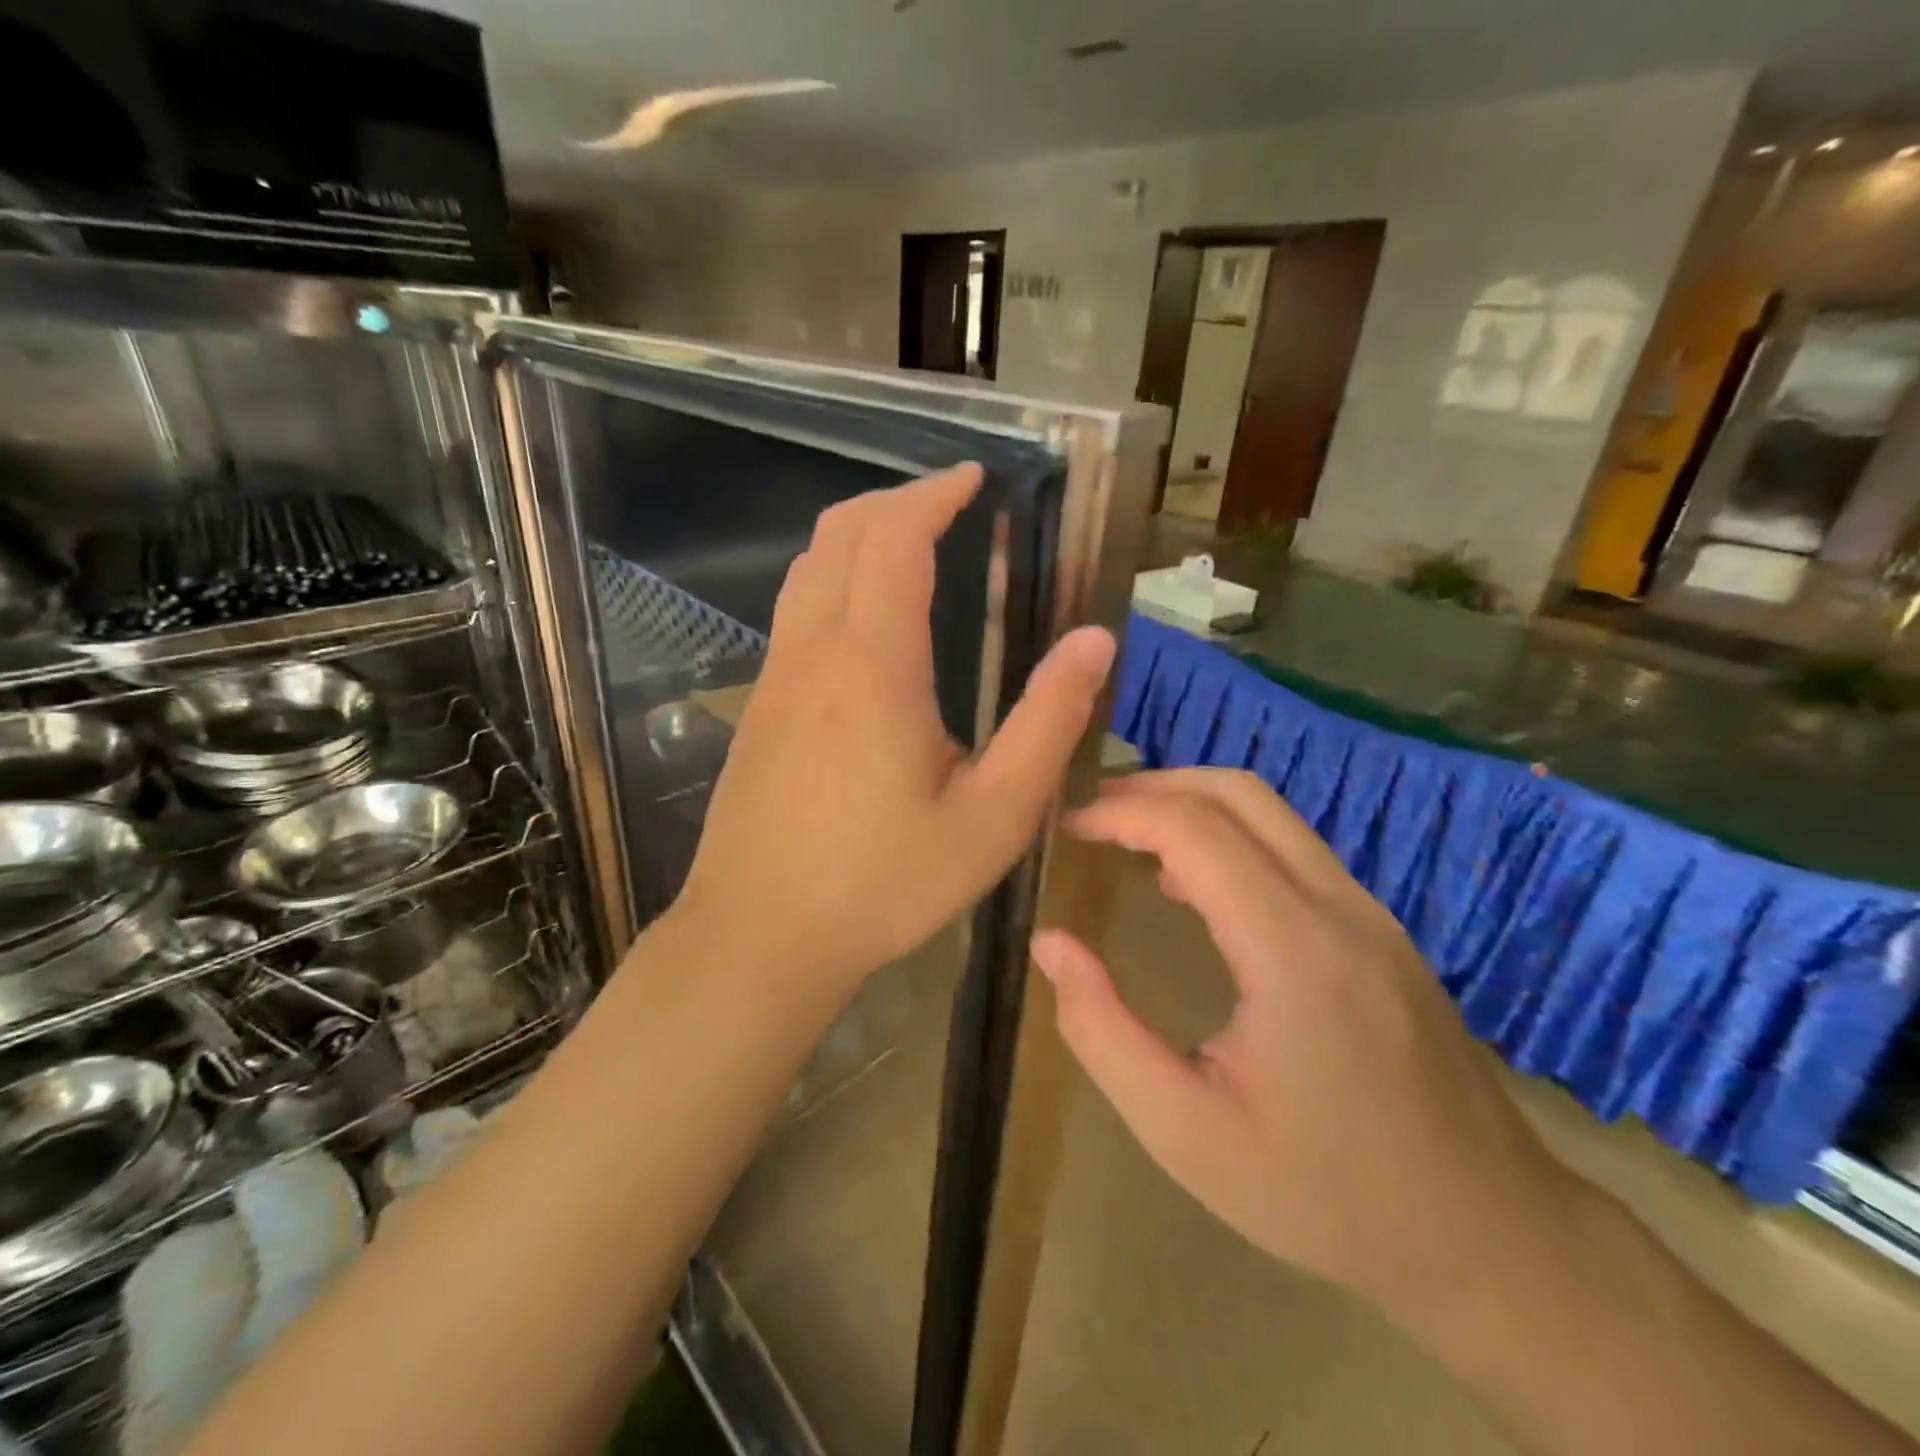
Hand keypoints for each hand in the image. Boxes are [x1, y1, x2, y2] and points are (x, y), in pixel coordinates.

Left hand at [676, 464, 1114, 1003]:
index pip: (896, 538)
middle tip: (949, 502)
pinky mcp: (758, 708)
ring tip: (910, 543)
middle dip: (896, 500)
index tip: (973, 477)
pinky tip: (866, 619)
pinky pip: (795, 611)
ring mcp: (775, 677)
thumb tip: (1094, 639)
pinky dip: (834, 578)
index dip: (934, 494)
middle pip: (841, 534)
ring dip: (858, 535)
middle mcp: (814, 651)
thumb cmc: (885, 883)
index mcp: (873, 663)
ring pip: (808, 568)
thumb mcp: (993, 815)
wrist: (761, 936)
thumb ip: (1048, 722)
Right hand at [1033, 769, 1580, 1326]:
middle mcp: (1338, 907)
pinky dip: (1227, 837)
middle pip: (1238, 793)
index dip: (1121, 812)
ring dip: (1191, 806)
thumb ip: (1102, 1032)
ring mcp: (1369, 913)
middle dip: (1154, 787)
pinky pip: (1292, 848)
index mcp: (1292, 949)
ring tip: (1125, 838)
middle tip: (1090, 816)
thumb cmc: (1325, 1194)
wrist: (1489, 1239)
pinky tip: (1190, 885)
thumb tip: (1050, 943)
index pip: (1195, 829)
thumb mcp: (1184, 1132)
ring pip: (1270, 812)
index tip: (1067, 827)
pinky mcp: (1379, 929)